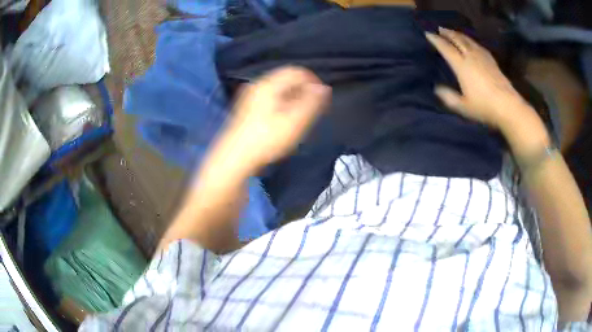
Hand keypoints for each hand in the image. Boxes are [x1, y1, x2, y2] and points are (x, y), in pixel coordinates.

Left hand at [223, 66, 330, 170]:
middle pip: (286, 79)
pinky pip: (269, 98)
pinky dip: (281, 103)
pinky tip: (284, 119)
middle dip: (303, 90)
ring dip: (293, 97)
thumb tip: (323, 88)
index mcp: (269, 84)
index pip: (296, 71)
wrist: (235, 158)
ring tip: (301, 114)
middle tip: (313, 107)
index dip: (312, 80)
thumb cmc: (267, 139)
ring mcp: (250, 96)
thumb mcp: (295, 121)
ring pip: (277, 89)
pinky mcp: (247, 108)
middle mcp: (258, 85)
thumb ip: (311, 102)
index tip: (322, 97)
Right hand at [426, 28, 550, 158]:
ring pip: (468, 40)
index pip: (446, 48)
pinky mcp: (492, 61)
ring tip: (453, 32)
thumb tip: (437, 89)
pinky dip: (471, 41)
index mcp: (461, 66)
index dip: (436, 40)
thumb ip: (449, 97)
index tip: (428, 34)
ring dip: (459, 34)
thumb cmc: (484, 107)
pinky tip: (472, 43)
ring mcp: (482, 57)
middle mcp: (471, 57)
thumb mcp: (463, 106)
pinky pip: (478, 46)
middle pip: (457, 39)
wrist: (508, 106)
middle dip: (447, 33)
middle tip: (440, 29)